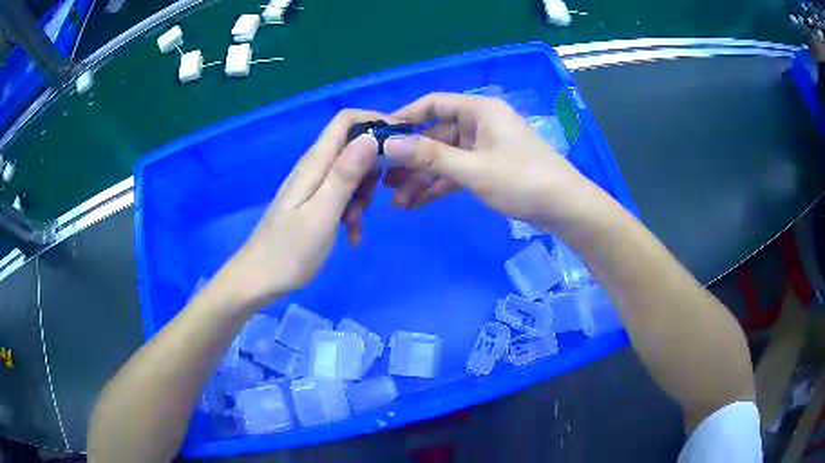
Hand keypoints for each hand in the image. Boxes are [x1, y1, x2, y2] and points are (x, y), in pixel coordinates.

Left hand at [220, 109, 381, 306]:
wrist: (258, 280)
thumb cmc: (290, 251)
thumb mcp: (323, 214)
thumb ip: (345, 174)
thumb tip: (371, 137)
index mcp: (315, 163)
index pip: (346, 120)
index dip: (376, 120)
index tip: (402, 141)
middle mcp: (313, 168)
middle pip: (353, 146)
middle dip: (373, 167)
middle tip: (378, 197)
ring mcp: (312, 186)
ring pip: (350, 174)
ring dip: (363, 196)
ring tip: (355, 224)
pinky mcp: (313, 203)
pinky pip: (341, 196)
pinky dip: (351, 212)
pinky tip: (351, 237)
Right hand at [382, 92, 602, 229]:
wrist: (565, 209)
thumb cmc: (522, 180)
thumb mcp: (473, 168)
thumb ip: (430, 156)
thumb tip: (388, 144)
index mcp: (479, 111)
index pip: (433, 104)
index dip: (404, 117)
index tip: (379, 137)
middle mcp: (479, 124)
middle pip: (435, 135)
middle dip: (410, 159)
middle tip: (383, 180)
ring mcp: (484, 148)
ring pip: (444, 158)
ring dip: (421, 178)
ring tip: (396, 202)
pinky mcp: (488, 169)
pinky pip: (456, 173)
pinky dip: (439, 186)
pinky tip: (416, 203)